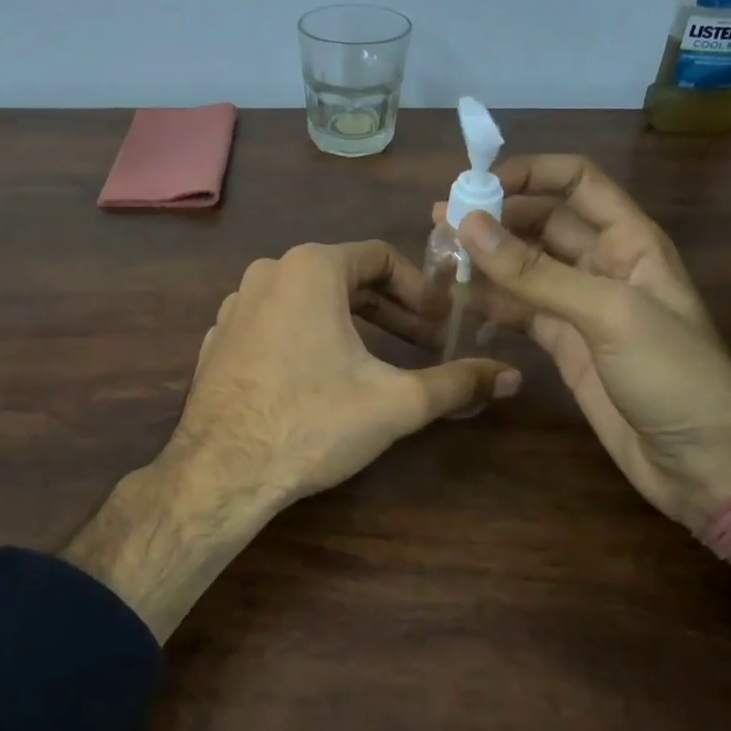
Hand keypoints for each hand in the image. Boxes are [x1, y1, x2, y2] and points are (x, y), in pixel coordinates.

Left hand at [67, 241, 518, 639]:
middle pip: (346, 277)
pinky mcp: (219, 339)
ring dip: (351, 323)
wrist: (221, 472)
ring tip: (380, 360)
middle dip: (391, 310)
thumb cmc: (312, 422)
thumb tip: (511, 376)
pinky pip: (276, 323)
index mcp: (310, 268)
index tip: (444, 324)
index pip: (382, 258)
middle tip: (425, 344)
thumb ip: (457, 383)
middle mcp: (268, 272)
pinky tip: (323, 377)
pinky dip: (309, 337)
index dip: (421, 289)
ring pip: (309, 300)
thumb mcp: (396, 402)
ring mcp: (236, 305)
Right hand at [441, 155, 730, 525]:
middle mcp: (602, 263)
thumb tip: (468, 224)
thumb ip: (535, 273)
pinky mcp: (562, 344)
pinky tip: (454, 300)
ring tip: (435, 257)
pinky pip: (518, 310)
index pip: (576, 182)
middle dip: (495, 217)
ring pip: (524, 267)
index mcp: (629, 240)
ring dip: (484, 259)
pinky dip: (488, 302)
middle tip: (440, 223)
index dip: (529, 174)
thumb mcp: (607, 313)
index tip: (475, 186)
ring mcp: (580, 306)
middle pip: (541, 222)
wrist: (703, 464)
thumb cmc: (673, 375)